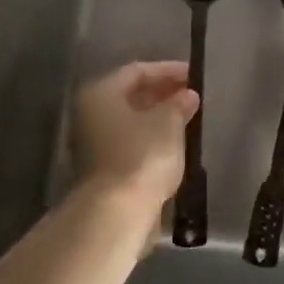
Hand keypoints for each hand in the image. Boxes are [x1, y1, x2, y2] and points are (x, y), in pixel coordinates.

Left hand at [72, 62, 198, 215]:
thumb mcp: (168, 123)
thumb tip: (187, 95)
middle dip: (162, 94)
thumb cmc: (142, 156)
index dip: (168, 70)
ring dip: (157, 118)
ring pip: (130, 121)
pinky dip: (150, 139)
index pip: (137, 71)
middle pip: (129, 96)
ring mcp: (92, 144)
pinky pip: (130, 143)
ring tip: (188, 119)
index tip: (194, 76)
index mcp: (100, 94)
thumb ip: (179, 104)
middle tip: (191, 97)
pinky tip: (174, 144)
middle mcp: (90, 114)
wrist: (116, 213)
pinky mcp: (102, 170)